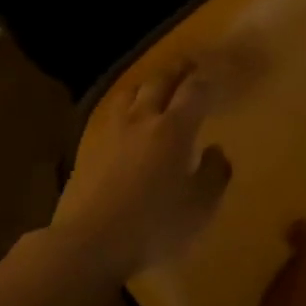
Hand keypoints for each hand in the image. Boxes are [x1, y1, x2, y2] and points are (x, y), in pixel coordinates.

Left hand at [52, 60, 232, 278]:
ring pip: (130, 93)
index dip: (207, 79)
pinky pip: (111, 115)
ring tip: (154, 86)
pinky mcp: (89, 148)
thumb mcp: (200, 206)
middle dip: (178, 70)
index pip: (195, 91)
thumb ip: (214, 174)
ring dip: (147, 84)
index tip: (216, 73)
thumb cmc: (155, 225)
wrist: (91, 241)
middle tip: (189, 64)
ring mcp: (111, 132)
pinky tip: (126, 120)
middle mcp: (142, 120)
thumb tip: (215, 150)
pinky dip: (125, 108)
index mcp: (174, 129)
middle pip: (160, 82)